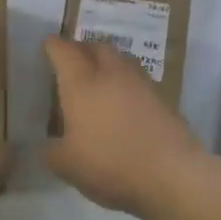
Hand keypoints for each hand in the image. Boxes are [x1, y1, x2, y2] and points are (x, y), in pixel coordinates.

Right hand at [44, 36, 211, 215]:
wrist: (171, 174)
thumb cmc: (110, 164)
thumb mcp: (66, 165)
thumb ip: (52, 151)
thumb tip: (51, 144)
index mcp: (82, 83)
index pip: (64, 52)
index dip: (54, 46)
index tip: (48, 45)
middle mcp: (112, 74)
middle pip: (98, 47)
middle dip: (84, 48)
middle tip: (74, 60)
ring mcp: (142, 84)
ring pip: (122, 60)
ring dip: (108, 63)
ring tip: (100, 79)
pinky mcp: (164, 100)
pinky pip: (139, 81)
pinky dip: (127, 84)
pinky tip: (124, 103)